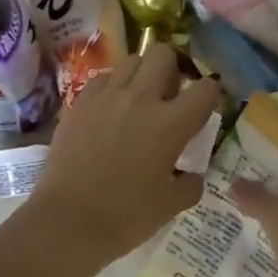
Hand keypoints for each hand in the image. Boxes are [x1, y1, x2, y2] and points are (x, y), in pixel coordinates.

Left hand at [29, 47, 220, 261]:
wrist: (68, 222)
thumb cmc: (127, 216)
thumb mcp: (171, 204)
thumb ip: (190, 183)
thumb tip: (191, 174)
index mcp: (171, 123)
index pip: (205, 88)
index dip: (210, 95)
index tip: (204, 109)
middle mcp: (140, 99)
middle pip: (164, 54)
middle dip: (173, 69)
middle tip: (170, 95)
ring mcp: (105, 97)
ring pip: (131, 61)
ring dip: (142, 74)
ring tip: (139, 99)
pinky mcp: (78, 104)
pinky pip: (102, 80)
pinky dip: (112, 87)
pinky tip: (110, 110)